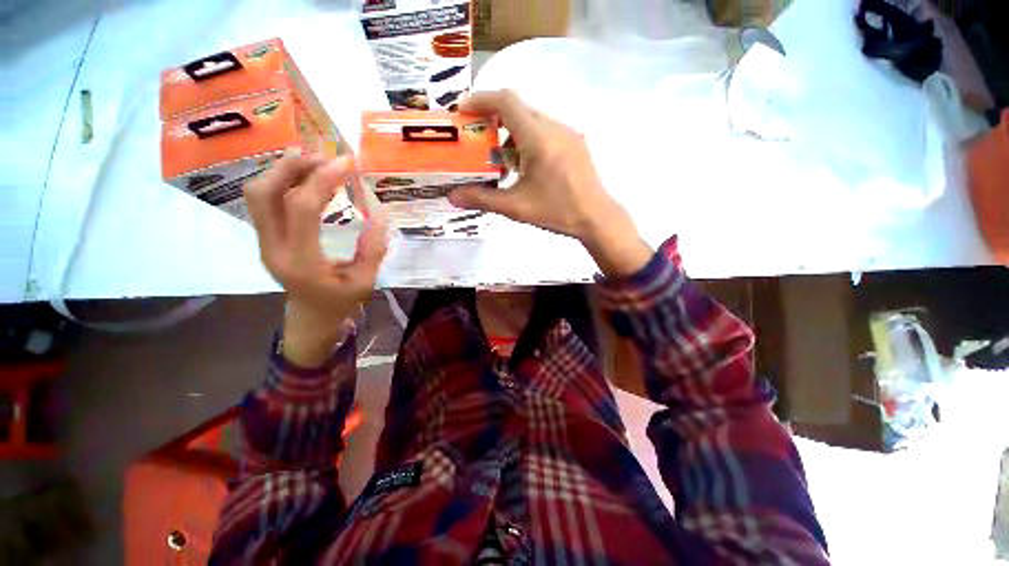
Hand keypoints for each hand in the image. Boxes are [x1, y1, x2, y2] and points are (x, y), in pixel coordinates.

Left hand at [245, 154, 387, 366]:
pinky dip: (281, 181)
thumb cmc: (340, 301)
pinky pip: (263, 201)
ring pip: (257, 194)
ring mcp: (263, 242)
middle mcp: (272, 248)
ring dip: (282, 170)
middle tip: (323, 156)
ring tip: (314, 162)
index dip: (322, 180)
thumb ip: (373, 250)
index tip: (346, 163)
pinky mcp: (264, 237)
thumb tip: (380, 217)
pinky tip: (304, 177)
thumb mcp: (365, 281)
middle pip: (264, 194)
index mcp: (301, 261)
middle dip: (291, 167)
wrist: (310, 316)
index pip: (302, 209)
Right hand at [449, 90, 652, 277]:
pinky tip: (526, 168)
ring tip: (503, 163)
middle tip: (479, 142)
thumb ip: (482, 199)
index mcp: (539, 137)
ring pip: (533, 121)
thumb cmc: (556, 211)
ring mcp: (568, 134)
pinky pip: (546, 132)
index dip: (481, 100)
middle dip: (494, 121)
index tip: (462, 111)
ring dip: (512, 135)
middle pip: (518, 110)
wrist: (596, 218)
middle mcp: (555, 127)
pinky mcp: (575, 144)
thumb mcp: (516, 207)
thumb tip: (451, 197)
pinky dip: (528, 141)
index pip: (506, 101)